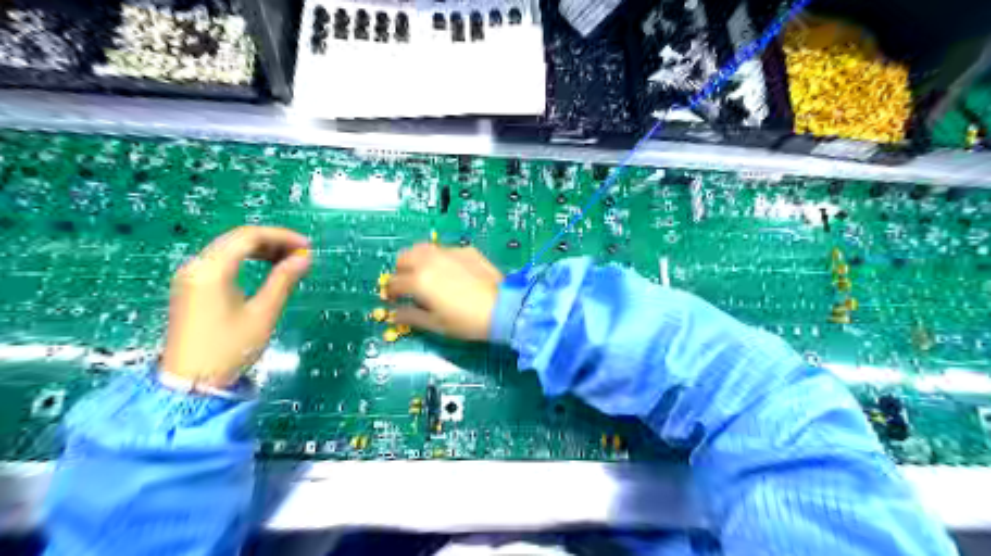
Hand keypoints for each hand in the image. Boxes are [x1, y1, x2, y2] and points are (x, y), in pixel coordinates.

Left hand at [161, 226, 310, 386]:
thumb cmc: (229, 348)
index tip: (307, 246)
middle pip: (237, 239)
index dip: (281, 236)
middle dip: (272, 241)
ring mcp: (190, 276)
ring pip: (228, 248)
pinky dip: (245, 259)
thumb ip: (283, 280)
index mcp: (211, 270)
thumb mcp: (263, 313)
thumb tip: (304, 257)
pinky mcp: (190, 287)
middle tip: (300, 253)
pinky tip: (264, 269)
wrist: (190, 382)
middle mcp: (196, 266)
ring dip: (259, 249)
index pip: (248, 237)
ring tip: (287, 260)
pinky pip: (220, 260)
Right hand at [382, 245, 499, 340]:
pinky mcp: (465, 250)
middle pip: (403, 258)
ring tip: (424, 273)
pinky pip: (444, 250)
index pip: (394, 283)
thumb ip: (410, 316)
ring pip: (423, 248)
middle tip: (408, 284)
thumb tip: (393, 314)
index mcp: (419, 280)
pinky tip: (450, 271)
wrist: (502, 308)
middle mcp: (430, 260)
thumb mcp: (435, 324)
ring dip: (417, 259)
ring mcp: (449, 252)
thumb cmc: (466, 321)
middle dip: (401, 271)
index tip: (394, 300)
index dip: (390, 293)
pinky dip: (439, 258)